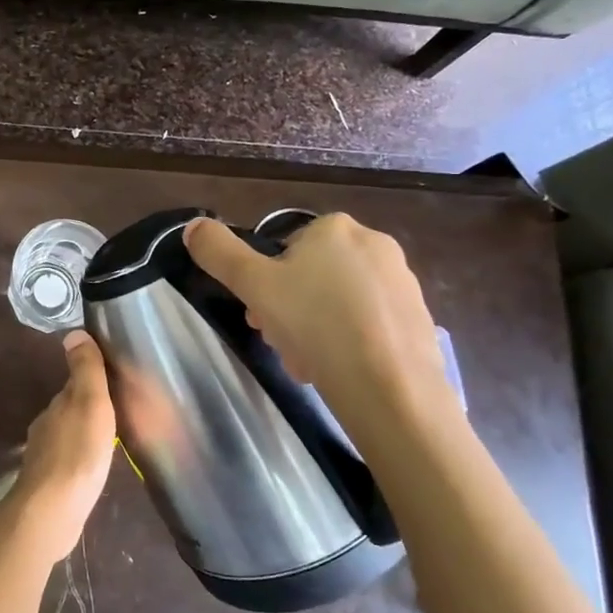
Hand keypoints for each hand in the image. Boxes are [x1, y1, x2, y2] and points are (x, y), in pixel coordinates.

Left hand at [9, 331, 117, 562]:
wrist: (51, 510)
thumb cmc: (77, 453)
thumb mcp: (89, 404)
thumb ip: (85, 370)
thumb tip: (73, 332)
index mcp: (56, 406)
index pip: (73, 385)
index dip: (91, 381)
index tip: (111, 382)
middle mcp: (45, 427)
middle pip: (69, 411)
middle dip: (88, 409)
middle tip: (116, 412)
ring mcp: (44, 457)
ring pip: (67, 436)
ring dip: (83, 435)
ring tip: (107, 440)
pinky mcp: (48, 484)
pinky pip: (67, 463)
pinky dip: (79, 460)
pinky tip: (91, 469)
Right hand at [183, 214, 451, 434]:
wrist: (389, 386)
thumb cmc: (315, 325)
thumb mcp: (253, 285)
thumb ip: (218, 252)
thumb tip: (193, 226)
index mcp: (334, 227)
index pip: (284, 248)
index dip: (264, 282)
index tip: (258, 315)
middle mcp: (374, 243)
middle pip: (311, 275)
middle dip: (289, 307)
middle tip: (279, 340)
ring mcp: (402, 280)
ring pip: (338, 301)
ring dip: (316, 327)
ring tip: (308, 362)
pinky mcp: (419, 317)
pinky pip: (369, 323)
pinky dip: (349, 341)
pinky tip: (339, 369)